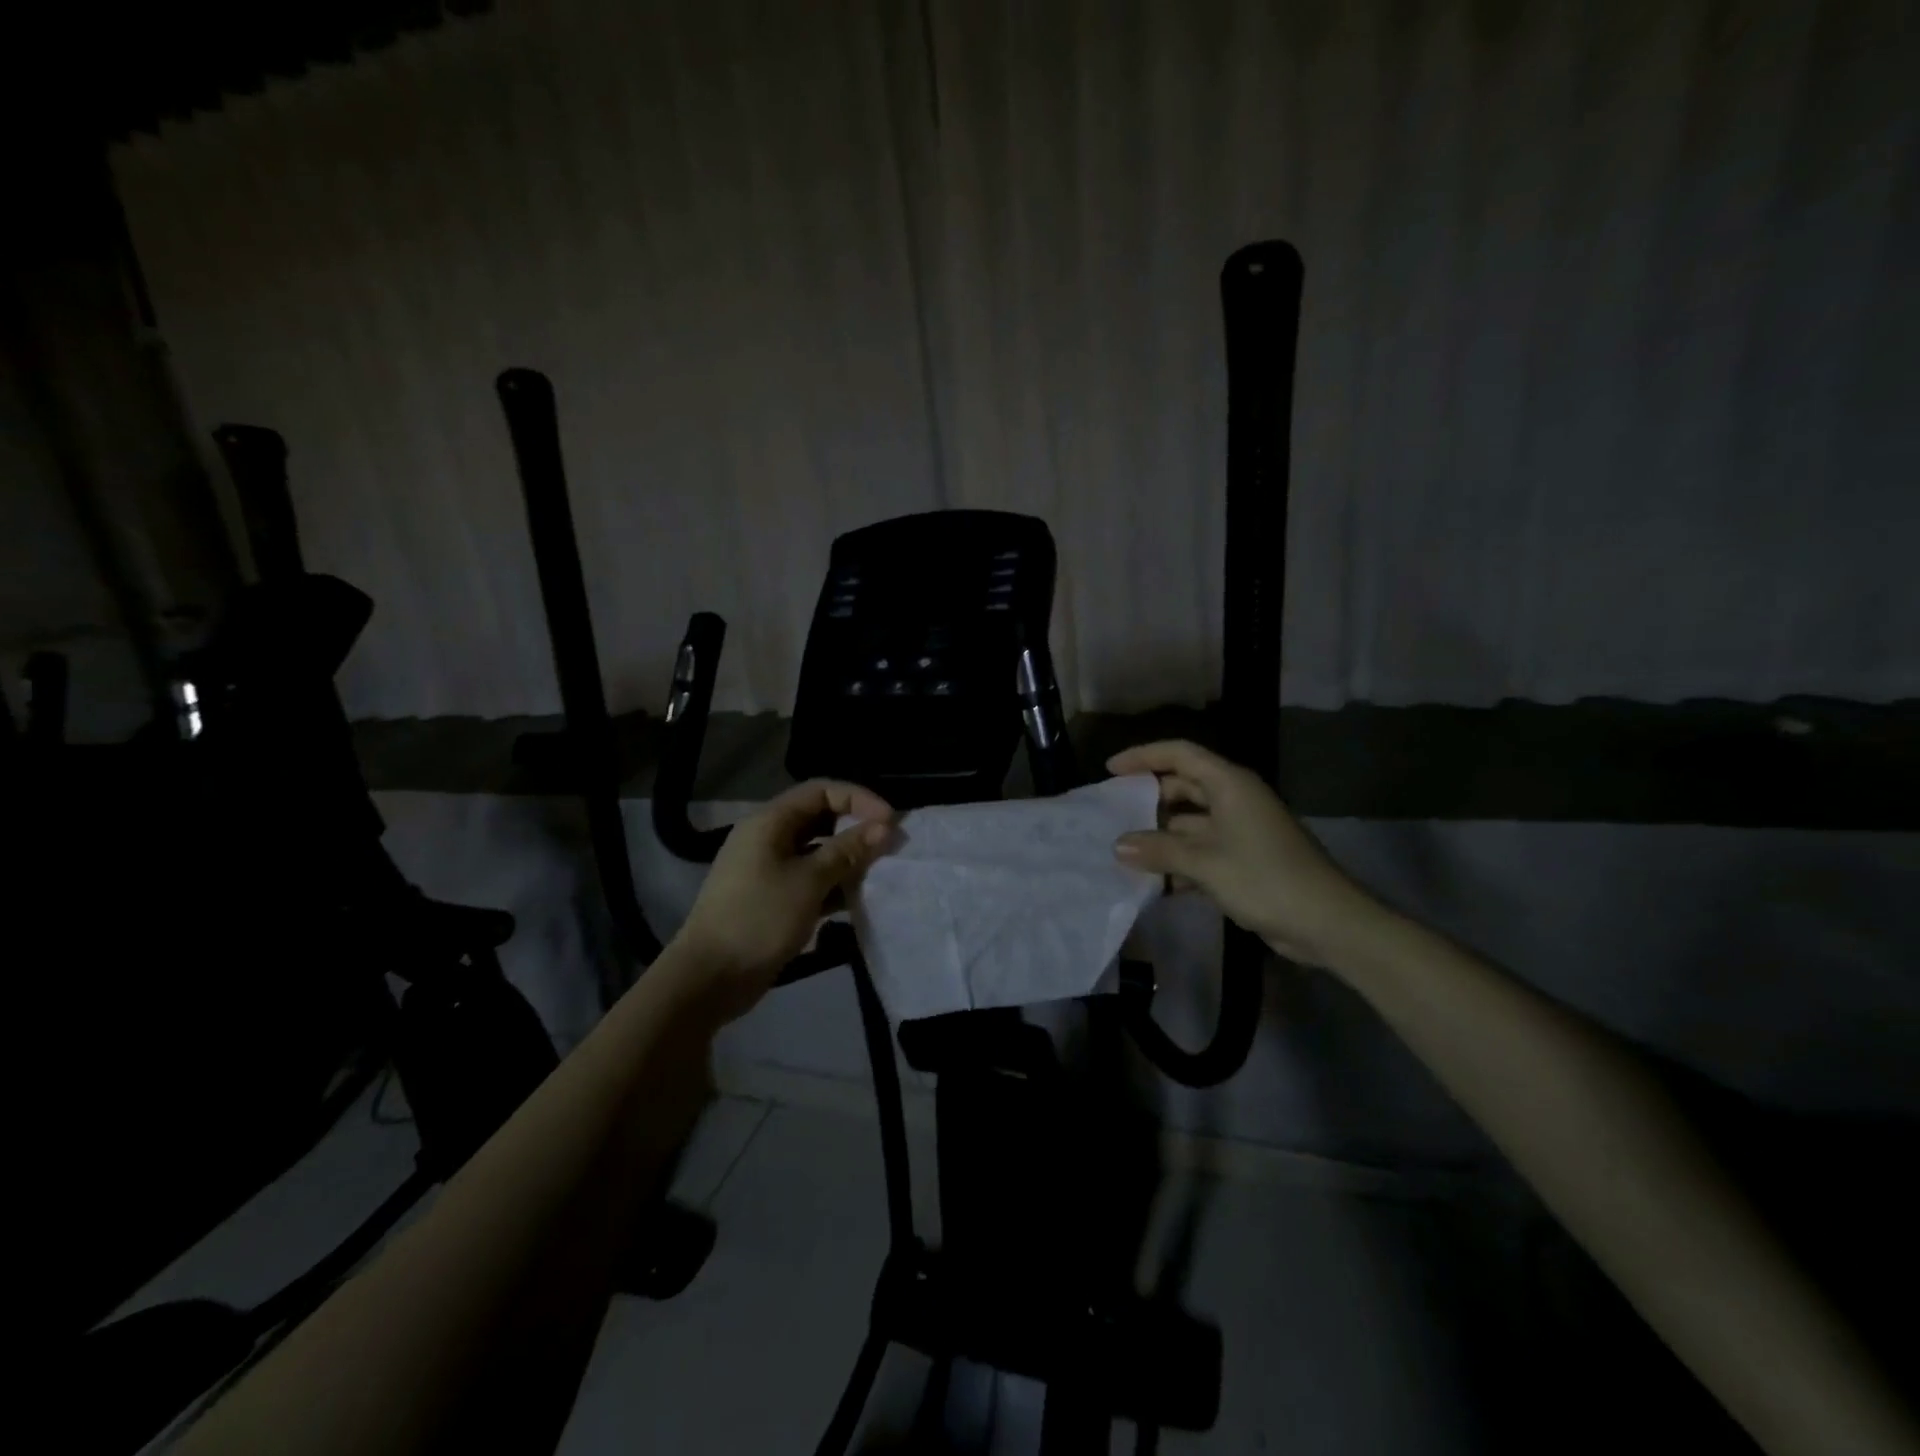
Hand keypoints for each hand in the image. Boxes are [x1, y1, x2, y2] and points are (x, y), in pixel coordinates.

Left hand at [673, 779, 894, 1020]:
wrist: (709, 978)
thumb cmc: (759, 918)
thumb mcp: (809, 882)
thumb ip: (847, 851)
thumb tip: (884, 827)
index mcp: (769, 822)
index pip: (821, 791)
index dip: (858, 799)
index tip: (890, 822)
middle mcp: (768, 838)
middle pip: (819, 818)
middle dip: (856, 828)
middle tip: (889, 846)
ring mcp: (768, 869)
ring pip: (817, 851)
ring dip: (847, 859)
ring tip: (878, 873)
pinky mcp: (772, 897)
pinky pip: (809, 879)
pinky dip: (833, 884)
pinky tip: (857, 899)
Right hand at [1109, 739, 1387, 968]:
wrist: (1327, 923)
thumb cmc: (1265, 879)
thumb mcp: (1205, 863)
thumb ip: (1159, 851)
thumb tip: (1117, 845)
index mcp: (1229, 785)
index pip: (1180, 754)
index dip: (1143, 757)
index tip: (1110, 770)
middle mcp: (1234, 800)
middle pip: (1182, 787)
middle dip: (1148, 800)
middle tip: (1112, 814)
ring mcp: (1240, 831)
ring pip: (1189, 823)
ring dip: (1160, 837)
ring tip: (1123, 851)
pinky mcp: (1243, 860)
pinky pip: (1201, 851)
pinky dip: (1178, 862)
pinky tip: (1153, 882)